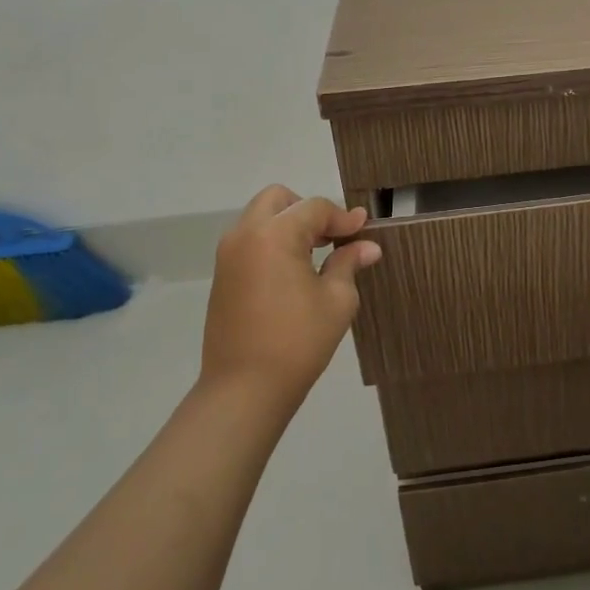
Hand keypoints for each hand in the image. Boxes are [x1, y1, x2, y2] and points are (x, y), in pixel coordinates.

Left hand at [200, 186, 381, 409]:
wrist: (243, 390)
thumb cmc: (297, 342)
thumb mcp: (336, 300)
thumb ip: (348, 263)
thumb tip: (367, 247)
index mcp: (274, 235)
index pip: (315, 208)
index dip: (343, 217)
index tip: (364, 230)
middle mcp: (245, 235)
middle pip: (279, 199)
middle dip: (309, 210)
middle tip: (332, 237)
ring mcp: (228, 255)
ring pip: (261, 217)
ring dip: (289, 225)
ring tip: (316, 254)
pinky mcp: (222, 276)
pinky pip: (250, 241)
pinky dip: (273, 242)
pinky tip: (294, 271)